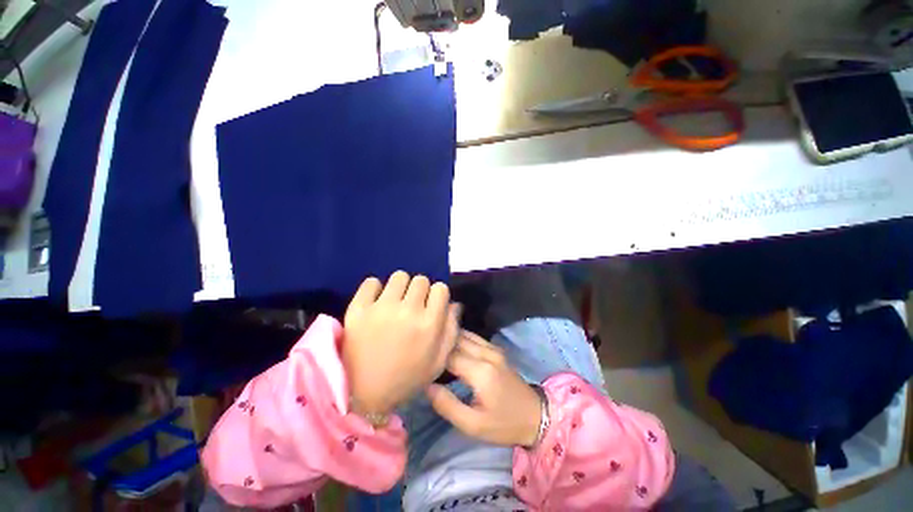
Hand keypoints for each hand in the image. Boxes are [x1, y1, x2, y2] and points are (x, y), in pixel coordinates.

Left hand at [343, 272, 459, 416]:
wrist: (364, 395)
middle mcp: (408, 311)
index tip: (430, 305)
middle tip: (412, 306)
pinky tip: (376, 302)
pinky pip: (371, 282)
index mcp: (429, 325)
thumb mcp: (439, 360)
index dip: (437, 296)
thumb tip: (453, 303)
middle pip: (421, 280)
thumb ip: (451, 329)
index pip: (440, 288)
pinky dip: (375, 289)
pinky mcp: (358, 309)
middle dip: (420, 291)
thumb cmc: (407, 378)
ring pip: (399, 276)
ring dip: (401, 287)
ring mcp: (381, 308)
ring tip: (394, 302)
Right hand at [426, 331, 541, 446]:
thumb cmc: (504, 424)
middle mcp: (486, 353)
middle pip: (456, 339)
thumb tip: (426, 385)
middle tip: (424, 352)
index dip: (432, 357)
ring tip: (434, 347)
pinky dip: (460, 338)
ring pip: (465, 334)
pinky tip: (451, 345)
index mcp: (480, 371)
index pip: (448, 355)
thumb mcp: (473, 425)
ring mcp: (493, 349)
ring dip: (449, 339)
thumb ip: (447, 405)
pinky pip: (474, 337)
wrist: (536, 416)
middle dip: (439, 344)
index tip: (420, 364)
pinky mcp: (496, 349)